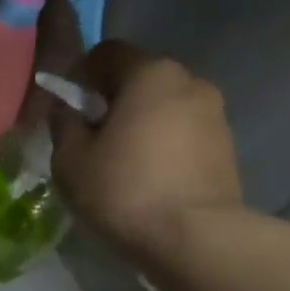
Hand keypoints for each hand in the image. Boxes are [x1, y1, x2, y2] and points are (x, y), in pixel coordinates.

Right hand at [50, 40, 244, 261]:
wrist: (195, 238)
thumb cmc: (123, 190)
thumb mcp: (70, 160)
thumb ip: (64, 124)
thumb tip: (68, 110)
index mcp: (149, 73)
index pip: (107, 52)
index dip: (80, 75)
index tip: (67, 108)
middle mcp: (189, 80)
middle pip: (139, 78)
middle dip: (112, 100)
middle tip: (90, 138)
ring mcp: (214, 113)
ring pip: (164, 106)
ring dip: (140, 123)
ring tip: (120, 163)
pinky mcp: (226, 146)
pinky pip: (182, 133)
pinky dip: (162, 145)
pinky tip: (147, 178)